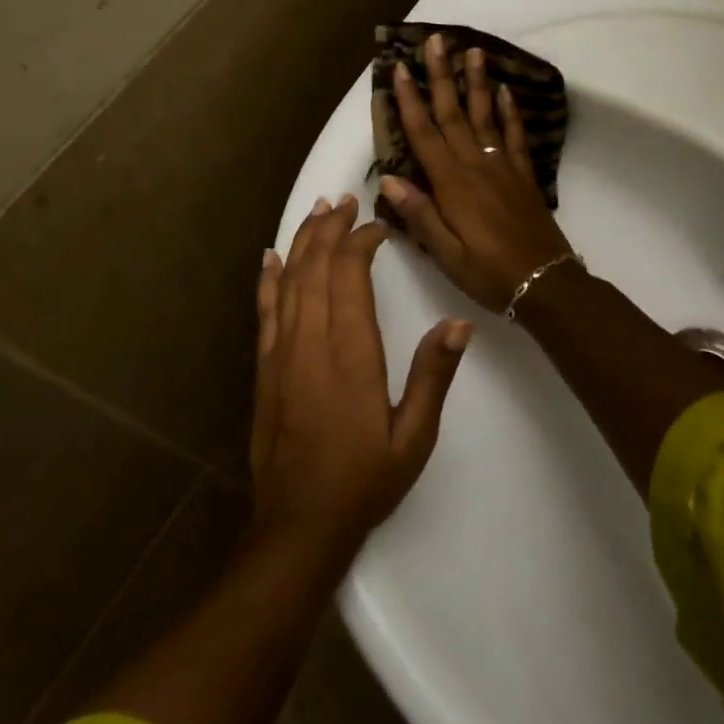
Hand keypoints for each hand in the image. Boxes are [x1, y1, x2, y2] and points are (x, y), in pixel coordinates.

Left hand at [251, 195, 471, 555]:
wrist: (298, 524)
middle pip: (316, 267)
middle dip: (330, 228)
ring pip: (289, 280)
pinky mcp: (264, 367)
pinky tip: (271, 256)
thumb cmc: (363, 480)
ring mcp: (281, 352)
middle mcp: (311, 341)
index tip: (377, 227)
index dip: (360, 242)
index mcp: (351, 352)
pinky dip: (268, 278)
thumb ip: (434, 376)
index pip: (350, 276)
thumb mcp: (413, 436)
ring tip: (318, 211)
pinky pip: (265, 310)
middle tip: (345, 200)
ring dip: (303, 241)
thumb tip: (459, 324)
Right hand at [381, 33, 576, 313]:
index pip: (424, 133)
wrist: (545, 283)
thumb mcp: (446, 254)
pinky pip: (515, 136)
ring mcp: (502, 167)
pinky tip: (505, 91)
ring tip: (472, 50)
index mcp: (451, 184)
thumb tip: (388, 179)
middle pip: (453, 113)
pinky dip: (509, 112)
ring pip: (485, 115)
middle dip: (440, 76)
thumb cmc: (488, 273)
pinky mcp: (523, 175)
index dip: (409, 100)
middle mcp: (475, 165)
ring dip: (476, 82)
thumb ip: (419, 215)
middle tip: (436, 40)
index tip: (398, 68)